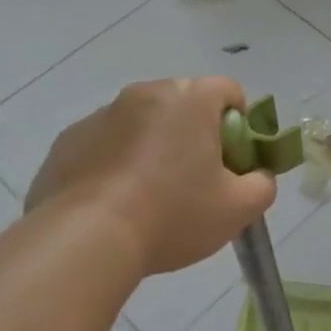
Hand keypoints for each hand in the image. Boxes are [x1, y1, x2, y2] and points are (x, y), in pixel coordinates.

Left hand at [25, 77, 275, 275]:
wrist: (86, 240)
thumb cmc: (173, 215)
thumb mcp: (239, 209)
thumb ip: (262, 184)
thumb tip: (257, 175)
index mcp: (189, 99)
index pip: (228, 91)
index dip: (241, 123)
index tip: (234, 160)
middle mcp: (144, 94)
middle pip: (184, 104)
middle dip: (195, 134)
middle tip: (197, 180)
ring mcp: (100, 116)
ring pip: (142, 123)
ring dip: (154, 147)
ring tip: (151, 197)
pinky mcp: (68, 141)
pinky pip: (106, 144)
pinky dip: (116, 163)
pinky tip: (116, 203)